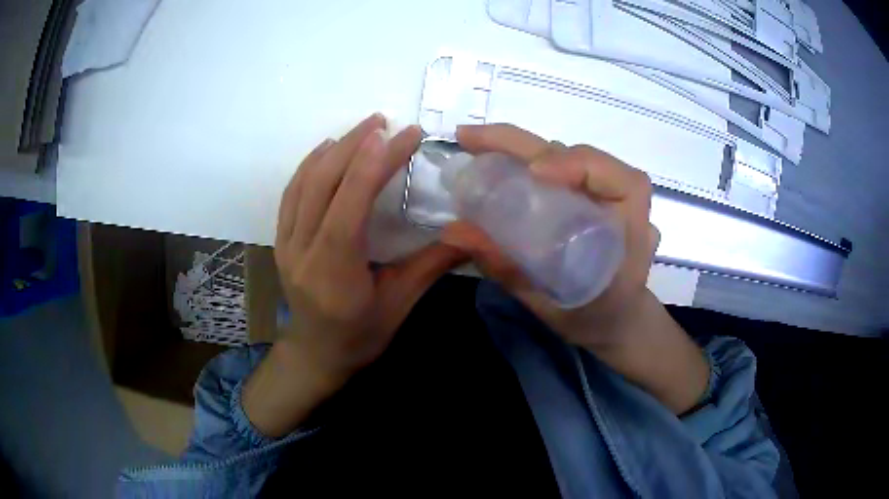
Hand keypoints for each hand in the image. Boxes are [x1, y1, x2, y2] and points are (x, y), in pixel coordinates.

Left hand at [244, 114, 466, 436]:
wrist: (315, 355)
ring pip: (304, 184)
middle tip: (384, 121)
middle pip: (323, 184)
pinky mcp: (281, 240)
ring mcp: (286, 244)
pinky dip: (309, 165)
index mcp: (334, 272)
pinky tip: (327, 150)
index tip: (405, 135)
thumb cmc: (360, 336)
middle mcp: (302, 252)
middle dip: (355, 146)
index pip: (351, 204)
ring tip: (363, 128)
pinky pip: (291, 194)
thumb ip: (432, 265)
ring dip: (333, 150)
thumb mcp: (400, 305)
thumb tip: (474, 233)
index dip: (377, 163)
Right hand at [443, 124, 707, 413]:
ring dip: (521, 149)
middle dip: (523, 144)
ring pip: (566, 155)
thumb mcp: (554, 305)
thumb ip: (509, 270)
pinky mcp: (587, 193)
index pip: (622, 181)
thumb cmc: (595, 318)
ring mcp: (605, 192)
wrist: (617, 319)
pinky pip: (558, 166)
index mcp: (632, 230)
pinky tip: (495, 161)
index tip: (534, 173)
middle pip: (580, 155)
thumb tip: (454, 232)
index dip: (579, 166)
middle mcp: (623, 201)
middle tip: (468, 139)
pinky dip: (524, 159)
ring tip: (476, 149)